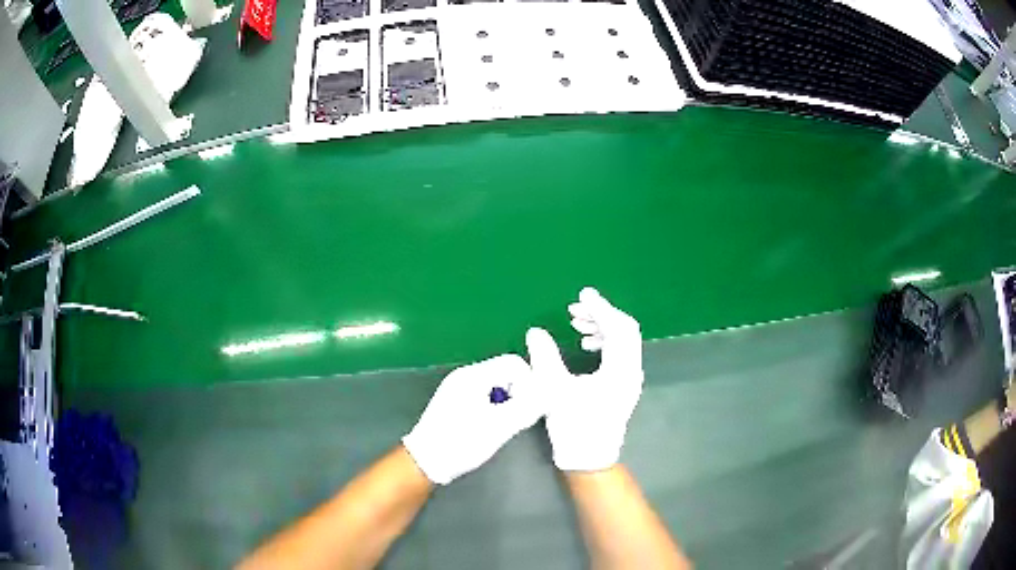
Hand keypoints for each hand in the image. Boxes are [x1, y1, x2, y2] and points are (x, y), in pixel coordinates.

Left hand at [402, 355, 543, 484]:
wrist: (426, 461)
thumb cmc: (460, 443)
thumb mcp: (498, 427)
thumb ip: (526, 408)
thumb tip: (548, 394)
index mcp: (473, 376)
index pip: (514, 364)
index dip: (530, 382)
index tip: (532, 406)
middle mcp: (465, 376)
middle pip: (505, 372)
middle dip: (519, 392)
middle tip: (520, 417)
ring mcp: (458, 388)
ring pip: (496, 385)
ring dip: (508, 401)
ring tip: (505, 424)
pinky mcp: (455, 401)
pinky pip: (484, 394)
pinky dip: (495, 406)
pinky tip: (491, 426)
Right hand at [526, 288, 643, 471]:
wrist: (588, 458)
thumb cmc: (574, 426)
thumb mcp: (554, 390)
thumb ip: (545, 357)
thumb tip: (535, 332)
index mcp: (620, 370)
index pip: (617, 327)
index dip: (600, 308)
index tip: (582, 295)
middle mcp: (631, 371)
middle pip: (624, 330)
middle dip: (601, 315)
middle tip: (575, 310)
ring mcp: (630, 379)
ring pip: (623, 341)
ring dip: (602, 328)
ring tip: (576, 325)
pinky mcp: (623, 385)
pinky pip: (619, 353)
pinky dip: (604, 342)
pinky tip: (585, 345)